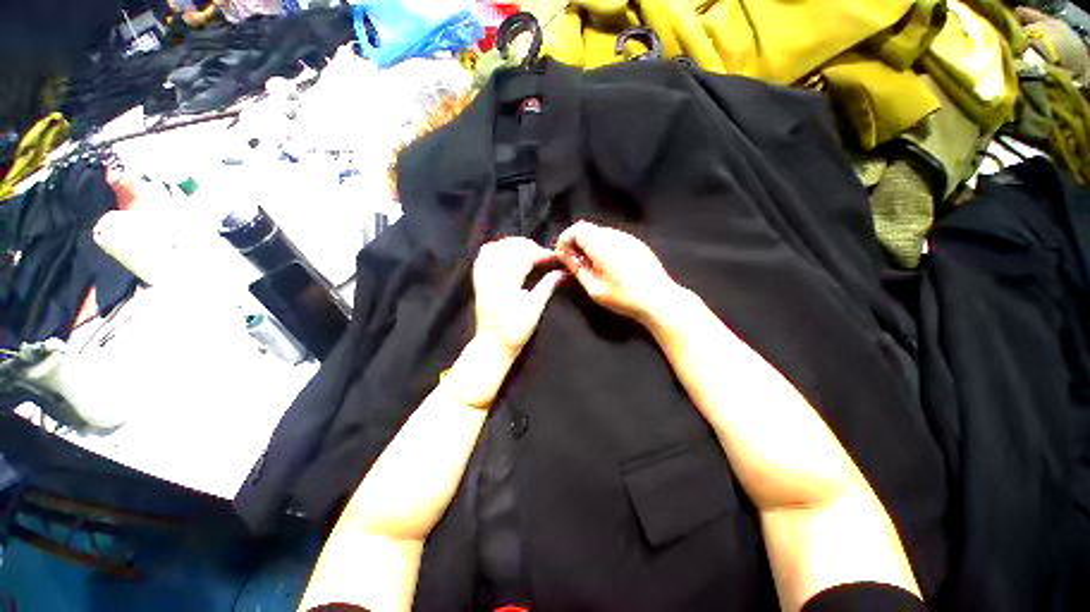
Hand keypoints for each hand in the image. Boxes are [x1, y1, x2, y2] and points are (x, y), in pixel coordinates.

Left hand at [473, 237, 566, 357]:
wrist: (492, 345)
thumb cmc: (516, 331)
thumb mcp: (535, 310)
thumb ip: (547, 287)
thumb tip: (562, 272)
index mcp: (507, 286)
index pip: (523, 258)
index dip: (540, 253)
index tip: (552, 256)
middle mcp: (491, 278)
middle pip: (508, 249)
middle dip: (528, 246)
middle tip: (541, 254)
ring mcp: (482, 279)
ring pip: (493, 249)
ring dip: (511, 245)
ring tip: (526, 250)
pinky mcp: (478, 281)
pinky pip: (482, 257)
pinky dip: (495, 249)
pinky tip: (506, 252)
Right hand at [554, 221, 680, 325]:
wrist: (659, 299)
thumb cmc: (624, 297)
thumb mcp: (594, 288)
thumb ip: (576, 268)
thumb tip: (563, 255)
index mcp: (602, 245)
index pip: (577, 229)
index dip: (565, 240)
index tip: (562, 256)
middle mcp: (615, 235)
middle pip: (588, 228)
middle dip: (575, 242)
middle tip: (572, 262)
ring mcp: (628, 237)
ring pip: (600, 232)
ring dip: (589, 244)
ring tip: (588, 265)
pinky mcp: (636, 243)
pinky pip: (612, 238)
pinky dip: (602, 246)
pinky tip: (605, 264)